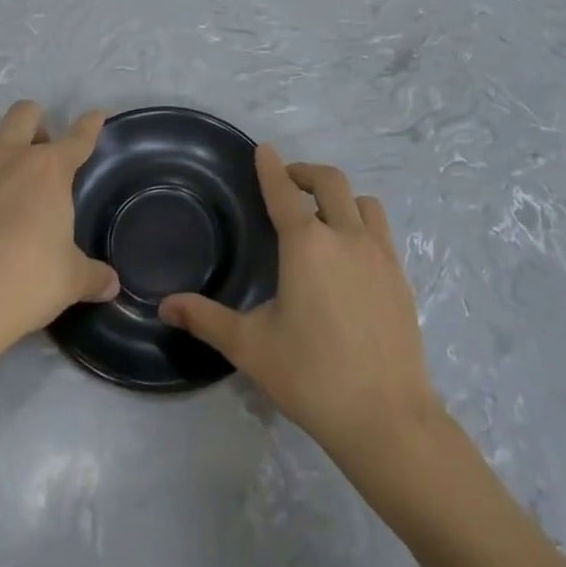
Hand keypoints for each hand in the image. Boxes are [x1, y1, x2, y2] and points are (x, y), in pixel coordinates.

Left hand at [0, 102, 117, 403]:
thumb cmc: (23, 283)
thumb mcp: (69, 282)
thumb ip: (93, 276)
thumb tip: (111, 284)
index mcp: (48, 170)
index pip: (77, 138)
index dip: (90, 125)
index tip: (95, 117)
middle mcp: (8, 159)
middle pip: (25, 114)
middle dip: (38, 125)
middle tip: (44, 158)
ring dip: (4, 163)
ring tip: (7, 207)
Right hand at [160, 146, 440, 465]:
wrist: (386, 417)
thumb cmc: (311, 376)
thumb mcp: (250, 347)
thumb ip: (206, 319)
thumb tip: (165, 305)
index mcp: (306, 244)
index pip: (283, 191)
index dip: (270, 167)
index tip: (264, 149)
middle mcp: (345, 235)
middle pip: (329, 181)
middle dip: (305, 172)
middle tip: (288, 181)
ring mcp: (379, 253)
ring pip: (362, 202)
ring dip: (339, 196)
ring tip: (323, 215)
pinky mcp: (400, 275)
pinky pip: (380, 230)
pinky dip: (362, 223)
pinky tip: (351, 255)